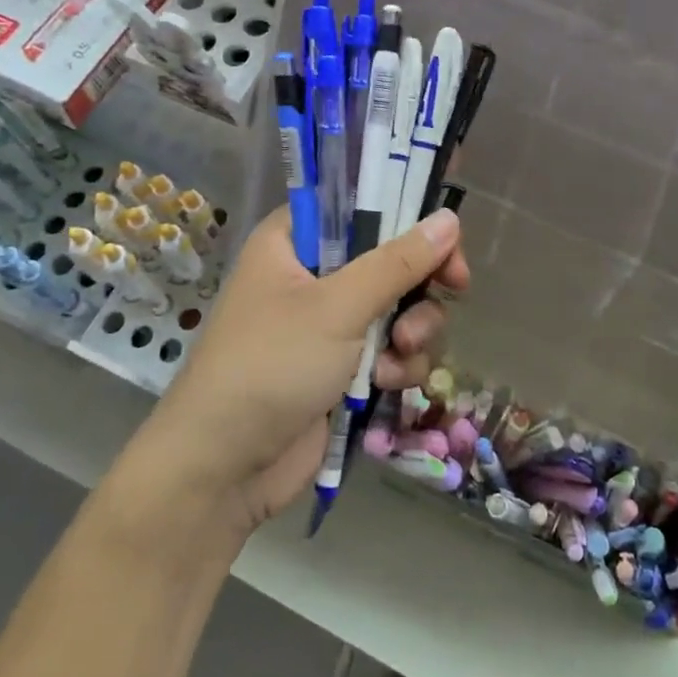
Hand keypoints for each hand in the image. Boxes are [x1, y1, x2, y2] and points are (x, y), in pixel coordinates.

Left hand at [138, 207, 468, 533]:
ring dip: (413, 330)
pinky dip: (397, 364)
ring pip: (400, 308)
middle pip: (391, 259)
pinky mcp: (342, 368)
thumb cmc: (271, 365)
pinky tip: (387, 385)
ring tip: (399, 354)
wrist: (222, 470)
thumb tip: (450, 218)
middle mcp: (312, 275)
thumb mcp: (338, 306)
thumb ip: (398, 262)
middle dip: (420, 284)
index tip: (445, 238)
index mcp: (294, 241)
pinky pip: (390, 350)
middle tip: (455, 287)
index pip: (361, 206)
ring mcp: (328, 325)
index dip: (407, 217)